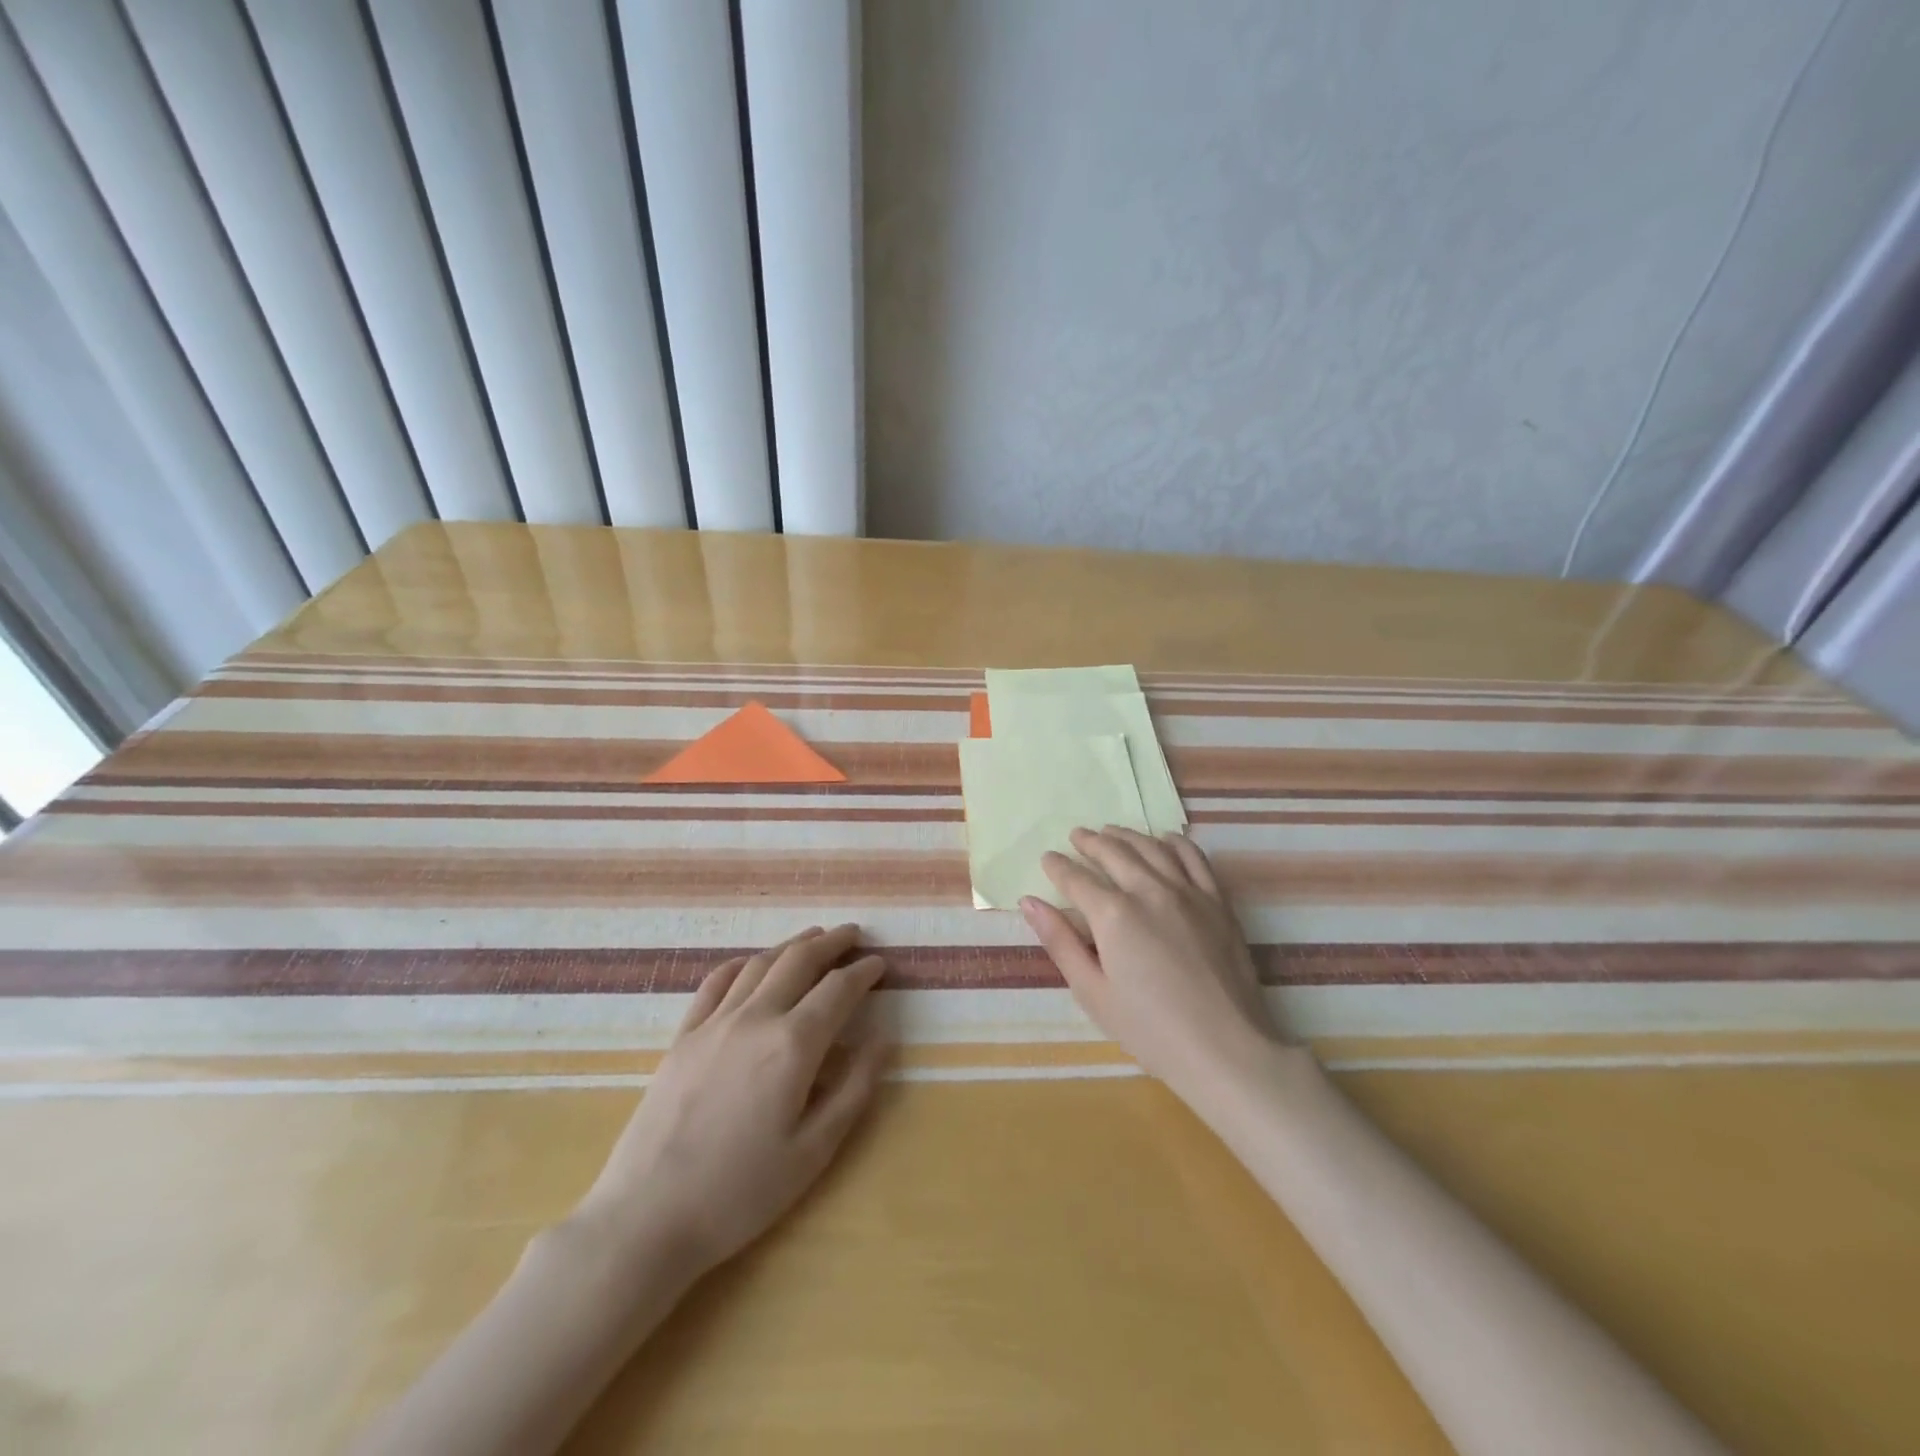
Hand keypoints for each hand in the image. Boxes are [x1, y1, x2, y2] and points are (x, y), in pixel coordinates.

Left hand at [572, 925, 888, 1277]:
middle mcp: (756, 1019)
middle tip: (853, 934)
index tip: (880, 964)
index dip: (863, 973)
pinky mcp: (683, 1037)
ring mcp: (714, 1023)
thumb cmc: (741, 1192)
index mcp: (793, 1045)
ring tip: (813, 938)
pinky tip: (751, 963)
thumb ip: (854, 1089)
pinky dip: (741, 964)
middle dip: (831, 943)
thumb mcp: (814, 1151)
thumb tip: (882, 1040)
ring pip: (759, 964)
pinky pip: (715, 983)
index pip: (838, 990)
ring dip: (791, 945)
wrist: (646, 1217)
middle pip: (799, 962)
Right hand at [1022, 827, 1279, 1102]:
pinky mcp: (1217, 902)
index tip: (1048, 858)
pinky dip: (1175, 842)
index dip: (1058, 867)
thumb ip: (1059, 942)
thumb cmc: (1150, 1029)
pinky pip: (1194, 858)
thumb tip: (1029, 903)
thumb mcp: (1092, 992)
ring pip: (1151, 848)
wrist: (1225, 1049)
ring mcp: (1188, 892)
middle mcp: (1149, 890)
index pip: (1076, 878)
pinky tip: (1164, 839)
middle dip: (1090, 842)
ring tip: (1111, 831)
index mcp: (1113, 914)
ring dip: (1126, 835)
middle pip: (1113, 853)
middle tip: (1076, 836)